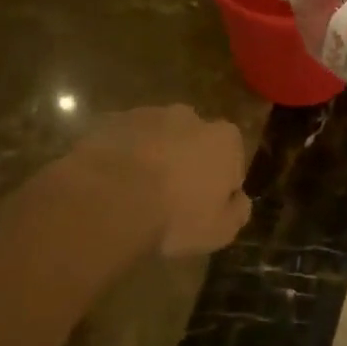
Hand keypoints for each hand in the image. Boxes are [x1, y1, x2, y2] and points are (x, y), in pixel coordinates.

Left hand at [67, 106, 252, 256]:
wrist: (109, 200)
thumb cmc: (175, 217)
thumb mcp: (220, 231)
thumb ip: (237, 211)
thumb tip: (238, 200)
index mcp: (224, 140)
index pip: (231, 159)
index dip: (219, 183)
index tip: (203, 206)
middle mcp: (189, 117)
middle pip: (193, 141)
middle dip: (185, 162)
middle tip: (169, 199)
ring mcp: (146, 114)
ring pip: (155, 137)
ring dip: (150, 158)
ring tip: (134, 194)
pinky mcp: (110, 121)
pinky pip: (122, 141)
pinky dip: (120, 157)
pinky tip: (110, 185)